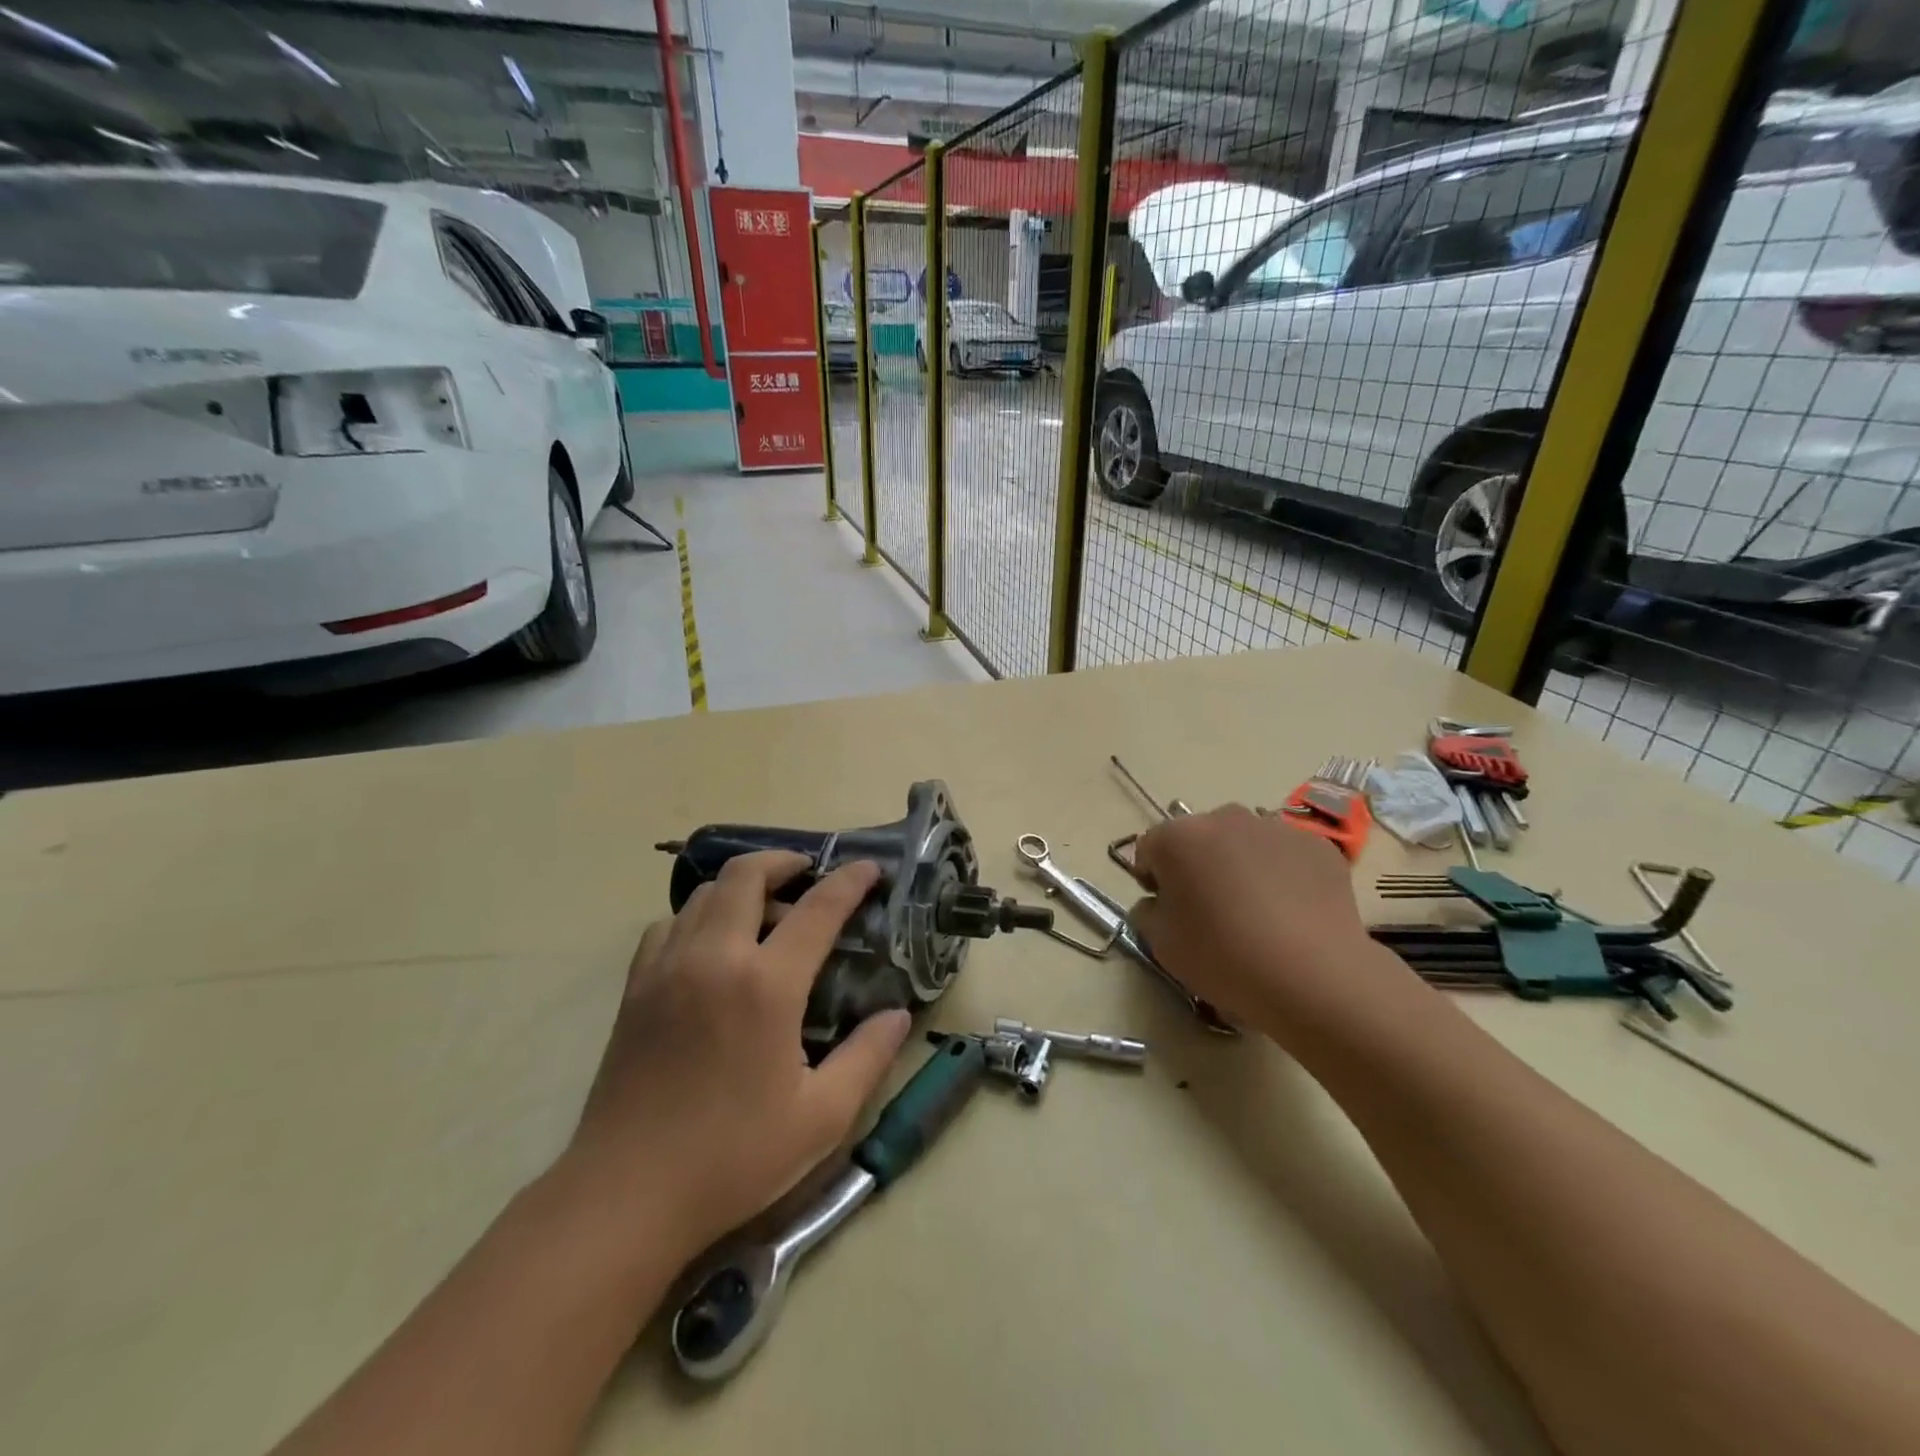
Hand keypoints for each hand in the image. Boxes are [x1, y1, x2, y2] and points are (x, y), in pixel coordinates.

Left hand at [560, 852, 910, 1261]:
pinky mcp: (636, 987)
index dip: (849, 882)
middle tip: (808, 875)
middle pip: (746, 875)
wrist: (625, 1195)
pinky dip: (698, 916)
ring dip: (741, 886)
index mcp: (766, 984)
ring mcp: (668, 967)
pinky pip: (669, 924)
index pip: (817, 908)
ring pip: (703, 893)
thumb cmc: (733, 1157)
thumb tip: (899, 1015)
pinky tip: (711, 947)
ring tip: (765, 911)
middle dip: (784, 861)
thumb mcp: (821, 1116)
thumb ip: (869, 1057)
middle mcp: (714, 957)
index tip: (869, 868)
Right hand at [1131, 805, 1390, 1033]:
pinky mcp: (1318, 845)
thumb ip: (1148, 913)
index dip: (1153, 878)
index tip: (1167, 909)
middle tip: (1211, 911)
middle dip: (1199, 865)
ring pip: (1245, 842)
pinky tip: (1291, 913)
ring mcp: (1275, 827)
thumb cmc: (1223, 956)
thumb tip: (1158, 902)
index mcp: (1178, 837)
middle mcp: (1224, 818)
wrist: (1313, 975)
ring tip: (1257, 913)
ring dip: (1241, 865)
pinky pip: (1286, 855)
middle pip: (1199, 838)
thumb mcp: (1161, 944)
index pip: (1150, 848)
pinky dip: (1283, 874)